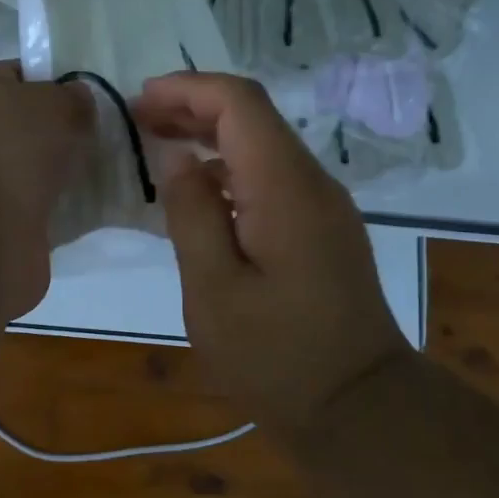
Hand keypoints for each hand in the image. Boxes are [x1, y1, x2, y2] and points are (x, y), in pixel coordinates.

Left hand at [0, 61, 93, 319]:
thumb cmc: (3, 153)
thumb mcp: (50, 104)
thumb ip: (69, 97)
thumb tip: (74, 102)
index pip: (11, 77)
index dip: (51, 83)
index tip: (85, 101)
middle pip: (18, 129)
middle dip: (56, 136)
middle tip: (97, 142)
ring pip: (23, 175)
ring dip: (54, 179)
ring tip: (96, 180)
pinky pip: (27, 215)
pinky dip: (50, 216)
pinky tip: (79, 216)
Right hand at [135, 72, 414, 429]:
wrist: (359, 408)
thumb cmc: (276, 357)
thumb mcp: (214, 291)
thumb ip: (192, 215)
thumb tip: (178, 159)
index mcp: (286, 189)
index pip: (241, 104)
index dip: (188, 89)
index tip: (140, 102)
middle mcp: (313, 184)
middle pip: (254, 118)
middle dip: (194, 108)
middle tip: (139, 121)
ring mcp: (324, 207)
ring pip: (264, 147)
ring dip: (211, 138)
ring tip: (159, 148)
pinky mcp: (323, 230)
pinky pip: (273, 180)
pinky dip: (231, 171)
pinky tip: (198, 196)